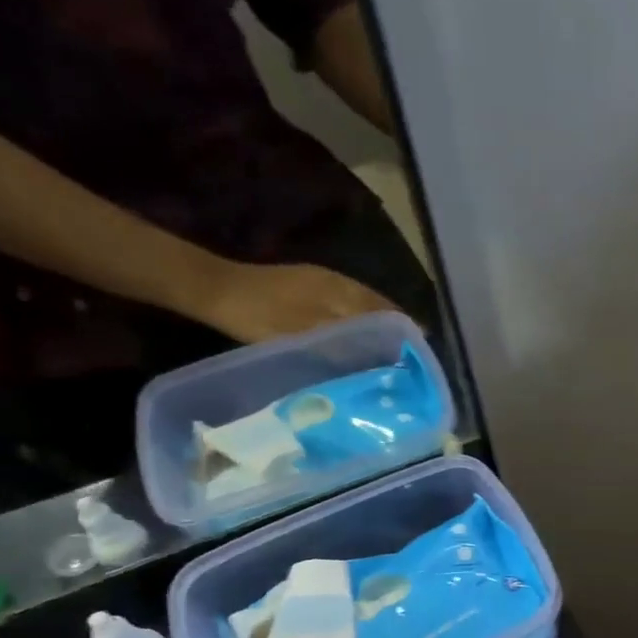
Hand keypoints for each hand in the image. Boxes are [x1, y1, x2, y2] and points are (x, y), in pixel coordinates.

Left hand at [192, 261, 396, 344]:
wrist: (214, 291)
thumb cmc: (263, 316)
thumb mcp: (310, 334)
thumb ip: (352, 340)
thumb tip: (390, 351)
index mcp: (343, 291)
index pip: (389, 311)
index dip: (408, 331)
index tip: (424, 352)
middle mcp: (338, 282)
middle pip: (379, 306)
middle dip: (398, 328)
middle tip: (411, 355)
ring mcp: (320, 282)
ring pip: (362, 305)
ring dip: (379, 325)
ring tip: (391, 350)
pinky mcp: (304, 289)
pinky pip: (345, 306)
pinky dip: (359, 322)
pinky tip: (357, 338)